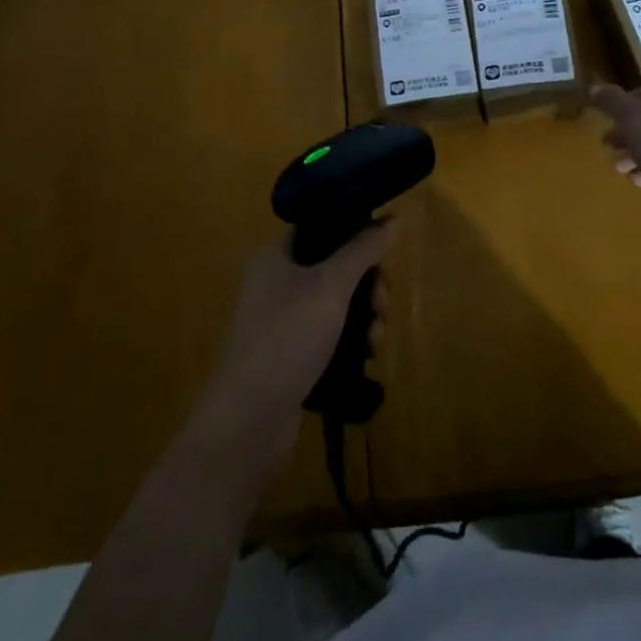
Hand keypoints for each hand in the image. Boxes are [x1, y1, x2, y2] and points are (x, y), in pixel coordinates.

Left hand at [186, 223, 396, 485]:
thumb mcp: (330, 286)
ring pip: (338, 303)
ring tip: (375, 342)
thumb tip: (393, 218)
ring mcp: (283, 322)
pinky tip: (367, 357)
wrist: (247, 422)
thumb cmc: (286, 338)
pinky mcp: (292, 356)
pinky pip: (331, 335)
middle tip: (382, 305)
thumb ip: (363, 249)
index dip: (355, 233)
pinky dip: (352, 341)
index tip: (383, 252)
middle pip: (336, 266)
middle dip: (368, 284)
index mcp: (277, 256)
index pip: (322, 227)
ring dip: (365, 317)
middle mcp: (277, 283)